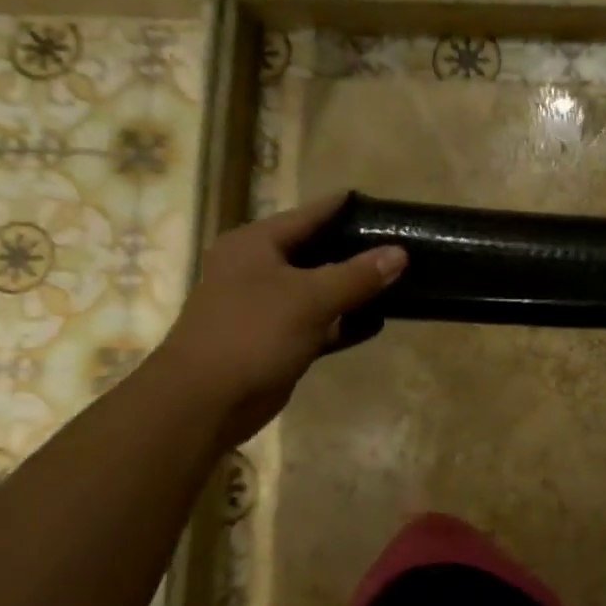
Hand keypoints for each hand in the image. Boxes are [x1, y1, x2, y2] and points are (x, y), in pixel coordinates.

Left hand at [150, 194, 405, 443]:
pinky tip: (379, 321)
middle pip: (316, 251)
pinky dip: (344, 322)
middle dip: (356, 250)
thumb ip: (357, 275)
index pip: (309, 215)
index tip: (382, 204)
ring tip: (398, 278)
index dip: (344, 207)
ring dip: (353, 288)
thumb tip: (400, 253)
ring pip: (319, 289)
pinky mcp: (277, 340)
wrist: (206, 401)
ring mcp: (267, 306)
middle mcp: (258, 269)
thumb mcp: (310, 298)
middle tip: (399, 243)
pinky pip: (318, 322)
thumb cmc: (252, 333)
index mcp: (255, 244)